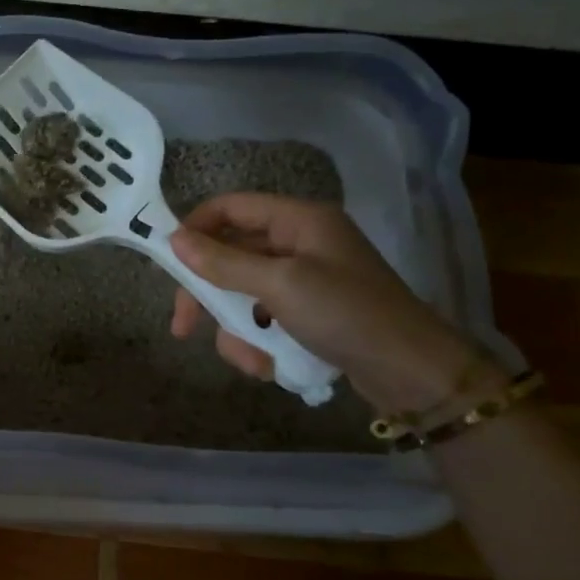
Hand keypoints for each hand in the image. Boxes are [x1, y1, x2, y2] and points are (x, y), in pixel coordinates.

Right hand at [168, 193, 497, 411]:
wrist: (411, 373)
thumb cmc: (347, 315)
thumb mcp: (280, 286)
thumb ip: (224, 262)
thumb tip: (174, 239)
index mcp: (298, 221)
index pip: (229, 207)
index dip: (195, 229)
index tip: (168, 263)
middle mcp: (298, 243)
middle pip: (229, 256)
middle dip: (208, 296)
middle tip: (184, 327)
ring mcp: (303, 279)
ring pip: (241, 295)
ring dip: (236, 330)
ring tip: (253, 360)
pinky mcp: (307, 312)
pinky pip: (263, 319)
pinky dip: (259, 343)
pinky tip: (270, 366)